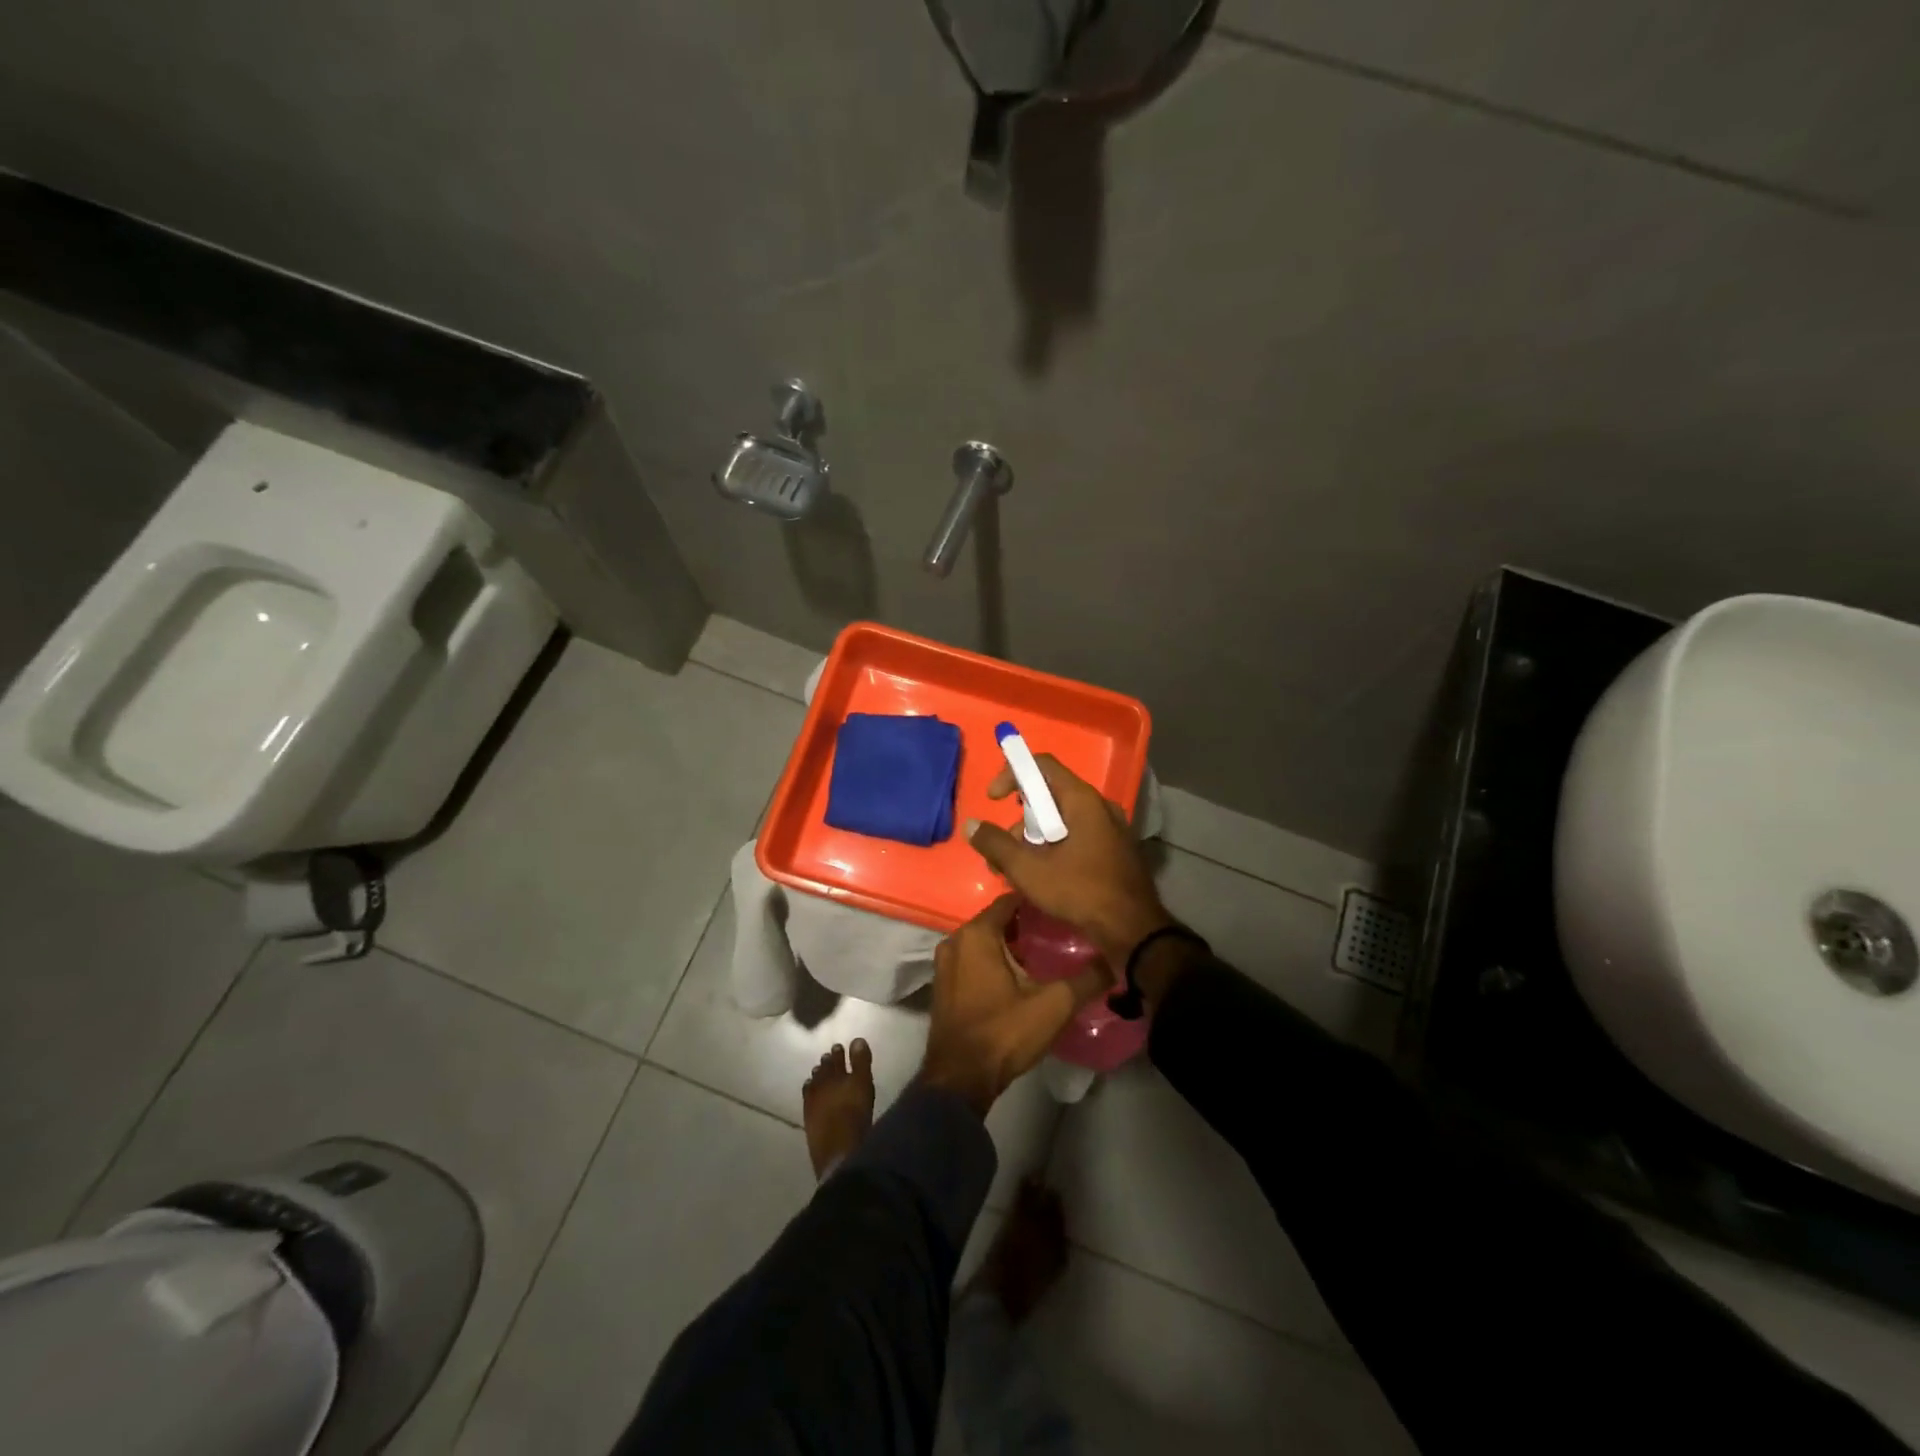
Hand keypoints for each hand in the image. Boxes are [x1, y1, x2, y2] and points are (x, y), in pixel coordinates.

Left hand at [919, 895, 1107, 1115]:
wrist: (960, 1079)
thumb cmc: (1004, 1032)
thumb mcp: (1053, 1005)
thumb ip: (1086, 979)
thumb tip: (1113, 961)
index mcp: (976, 934)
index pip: (1009, 901)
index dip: (1036, 903)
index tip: (1061, 910)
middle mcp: (955, 940)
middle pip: (996, 921)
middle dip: (1025, 925)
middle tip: (1058, 934)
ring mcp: (945, 964)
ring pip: (984, 942)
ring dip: (1009, 946)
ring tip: (1044, 955)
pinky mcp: (944, 985)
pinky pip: (972, 960)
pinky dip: (993, 962)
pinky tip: (1019, 978)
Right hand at [966, 755, 1171, 965]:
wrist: (1133, 931)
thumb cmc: (1080, 891)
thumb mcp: (1028, 870)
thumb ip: (996, 844)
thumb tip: (971, 826)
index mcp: (1082, 800)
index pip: (1042, 765)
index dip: (1012, 774)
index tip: (994, 800)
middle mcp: (1099, 806)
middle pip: (1050, 795)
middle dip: (1020, 819)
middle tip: (1004, 849)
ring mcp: (1110, 828)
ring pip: (1062, 819)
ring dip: (1034, 839)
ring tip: (1018, 872)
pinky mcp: (1114, 850)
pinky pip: (1077, 836)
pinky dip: (1054, 848)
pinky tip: (1042, 878)